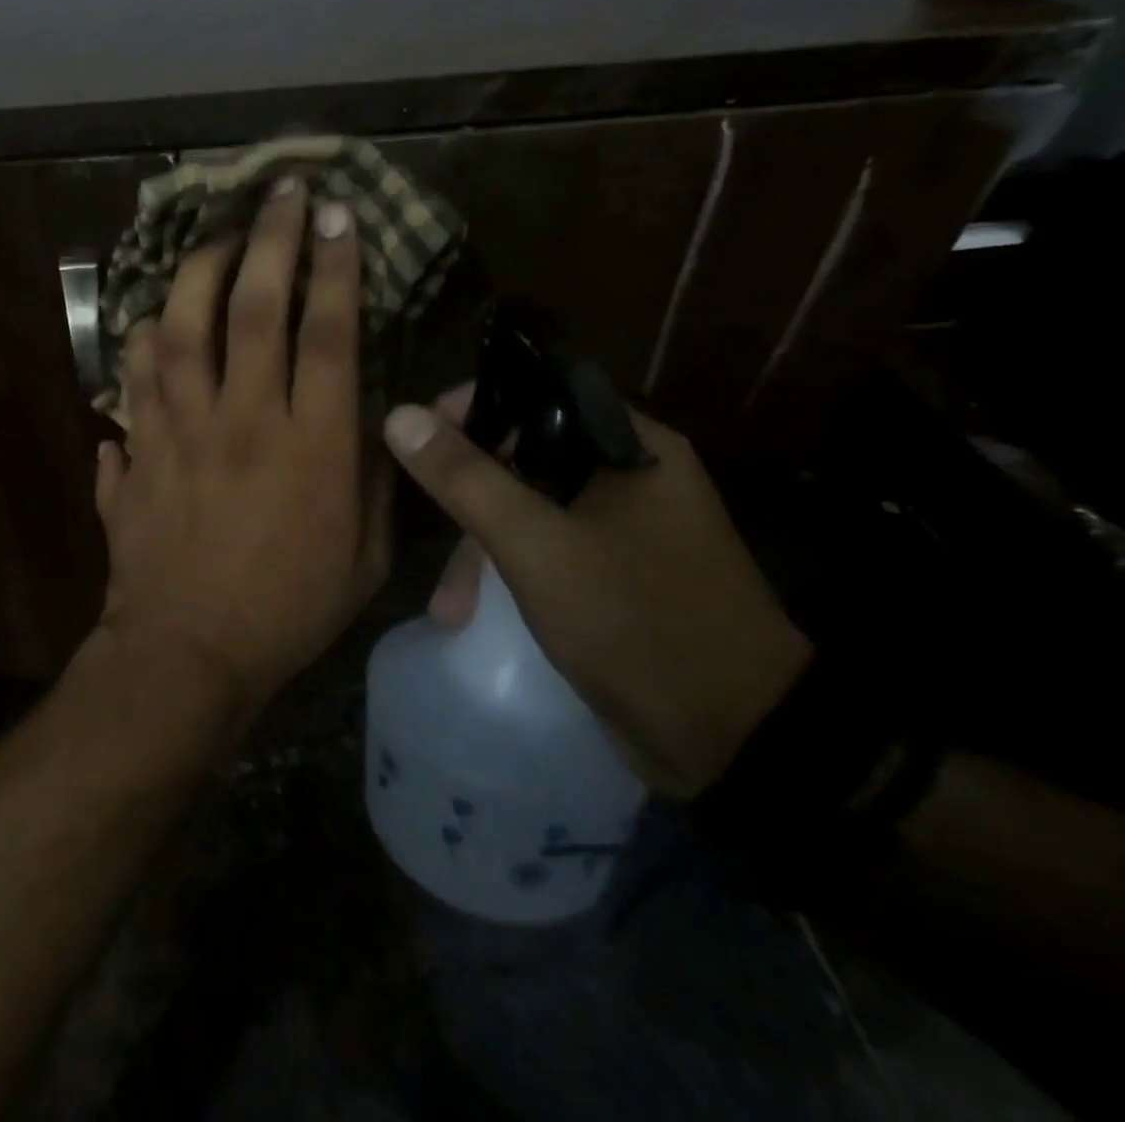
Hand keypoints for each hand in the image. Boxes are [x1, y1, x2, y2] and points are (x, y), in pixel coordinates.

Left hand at [91, 179, 390, 723]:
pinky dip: (141, 346)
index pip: (328, 333)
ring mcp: (178, 432)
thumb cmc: (288, 610)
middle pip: (253, 308)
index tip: (339, 214)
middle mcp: (242, 422)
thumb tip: (365, 413)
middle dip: (271, 239)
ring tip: (213, 239)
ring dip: (196, 272)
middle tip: (280, 192)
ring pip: (179, 329)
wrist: (187, 652)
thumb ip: (371, 475)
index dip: (337, 266)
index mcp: (310, 446)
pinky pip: (132, 381)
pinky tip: (152, 323)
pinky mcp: (137, 452)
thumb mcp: (365, 555)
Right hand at [383, 389, 809, 798]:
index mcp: (630, 446)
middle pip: (527, 454)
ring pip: (532, 508)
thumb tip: (399, 415)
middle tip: (429, 528)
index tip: (421, 436)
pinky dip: (509, 572)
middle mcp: (632, 476)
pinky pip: (547, 550)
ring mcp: (627, 529)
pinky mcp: (617, 575)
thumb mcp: (535, 544)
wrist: (734, 741)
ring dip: (481, 549)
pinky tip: (477, 612)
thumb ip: (464, 477)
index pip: (540, 390)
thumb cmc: (634, 621)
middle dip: (469, 496)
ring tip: (449, 609)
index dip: (475, 405)